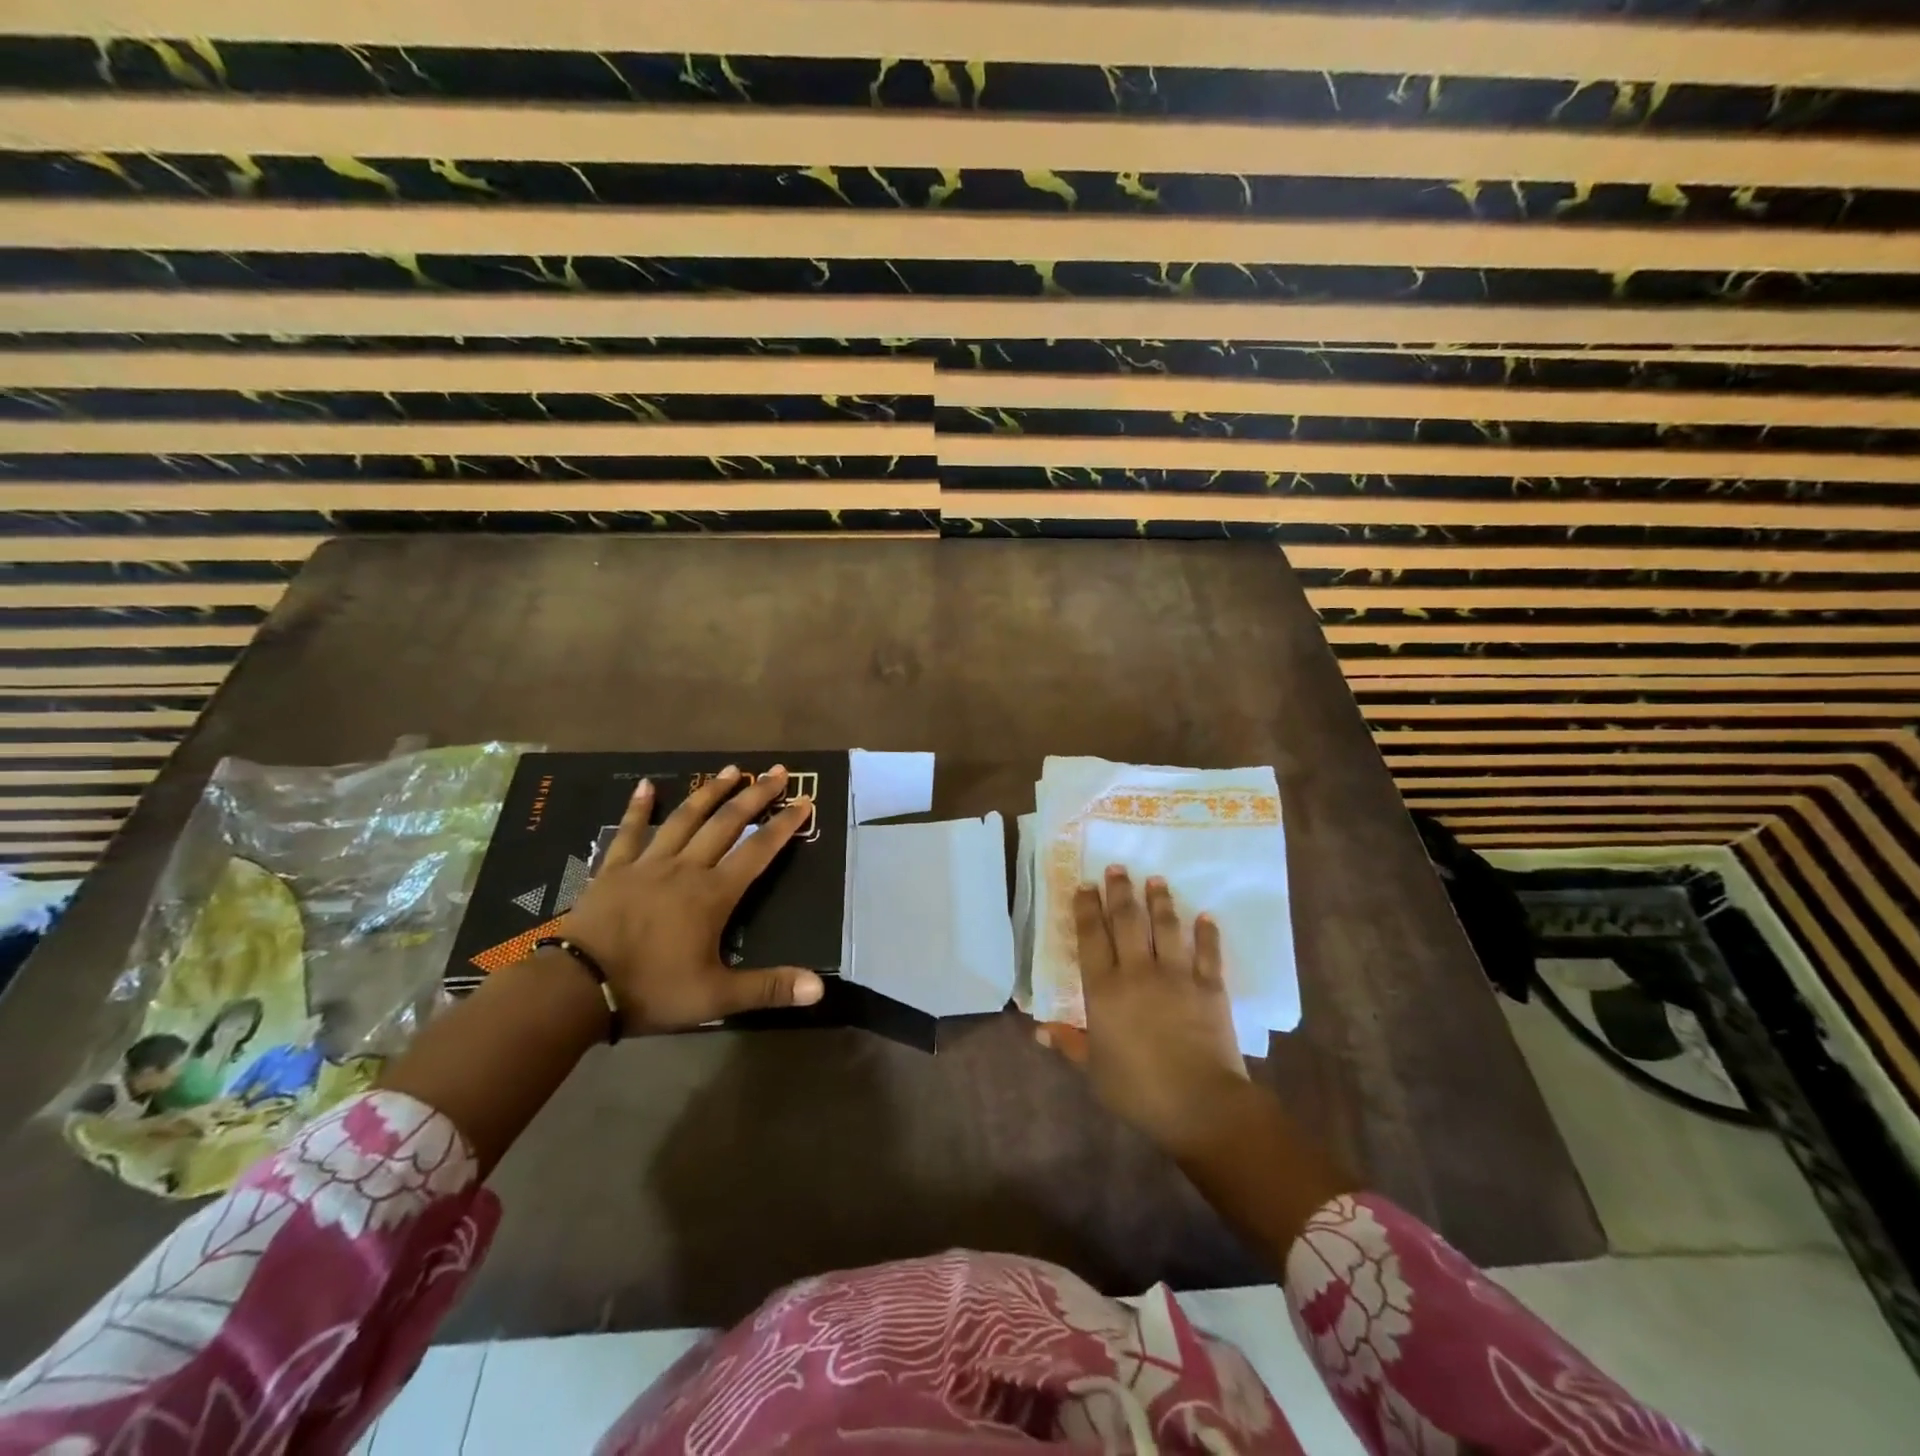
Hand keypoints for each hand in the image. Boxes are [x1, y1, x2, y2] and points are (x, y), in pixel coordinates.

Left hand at [558, 764, 825, 1033]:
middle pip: (726, 823)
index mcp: (713, 894)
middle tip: (776, 771)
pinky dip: (639, 807)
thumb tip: (820, 989)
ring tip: (731, 769)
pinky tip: (647, 785)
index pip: (758, 851)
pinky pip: (630, 831)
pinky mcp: (614, 869)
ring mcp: (647, 864)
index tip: (804, 801)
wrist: (576, 988)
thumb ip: (768, 988)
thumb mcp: (716, 998)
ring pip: (685, 818)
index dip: (783, 825)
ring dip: (710, 792)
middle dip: (755, 795)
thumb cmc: (651, 991)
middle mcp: (685, 868)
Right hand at [1041, 867, 1251, 1160]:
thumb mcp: (1094, 1071)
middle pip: (1127, 921)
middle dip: (1119, 892)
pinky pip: (1208, 951)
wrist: (1201, 1104)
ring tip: (1155, 880)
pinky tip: (1205, 916)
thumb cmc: (1138, 1091)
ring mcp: (1177, 975)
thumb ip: (1069, 1044)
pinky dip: (1207, 932)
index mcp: (1104, 989)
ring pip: (1166, 927)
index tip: (1085, 886)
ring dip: (1160, 901)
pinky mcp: (1211, 986)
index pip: (1091, 937)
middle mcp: (1138, 971)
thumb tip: (1038, 1030)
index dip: (1086, 909)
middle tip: (1116, 868)